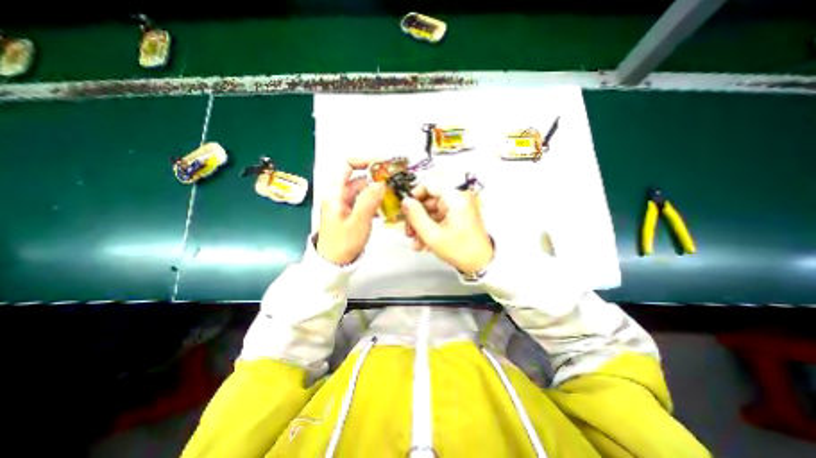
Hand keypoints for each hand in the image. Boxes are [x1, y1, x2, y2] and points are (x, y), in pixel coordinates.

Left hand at [316, 159, 386, 264]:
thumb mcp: (358, 222)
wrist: (333, 263)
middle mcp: (340, 194)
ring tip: (394, 195)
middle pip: (359, 177)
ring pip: (364, 190)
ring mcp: (345, 203)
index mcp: (336, 192)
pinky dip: (375, 201)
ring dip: (378, 191)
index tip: (384, 165)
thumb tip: (382, 181)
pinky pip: (365, 200)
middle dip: (377, 178)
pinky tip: (385, 209)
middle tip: (396, 182)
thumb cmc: (343, 243)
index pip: (348, 165)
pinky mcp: (351, 211)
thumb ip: (369, 200)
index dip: (365, 161)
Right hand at [400, 185, 489, 272]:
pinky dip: (430, 228)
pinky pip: (439, 217)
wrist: (482, 264)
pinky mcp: (458, 216)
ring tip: (415, 243)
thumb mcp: (433, 236)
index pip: (429, 184)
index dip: (414, 195)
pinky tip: (423, 243)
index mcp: (455, 198)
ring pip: (432, 211)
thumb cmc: (459, 250)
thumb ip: (416, 217)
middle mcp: (458, 198)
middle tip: (408, 232)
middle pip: (429, 200)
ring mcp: (458, 207)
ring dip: (421, 226)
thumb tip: (405, 201)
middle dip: (416, 217)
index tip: (405, 210)